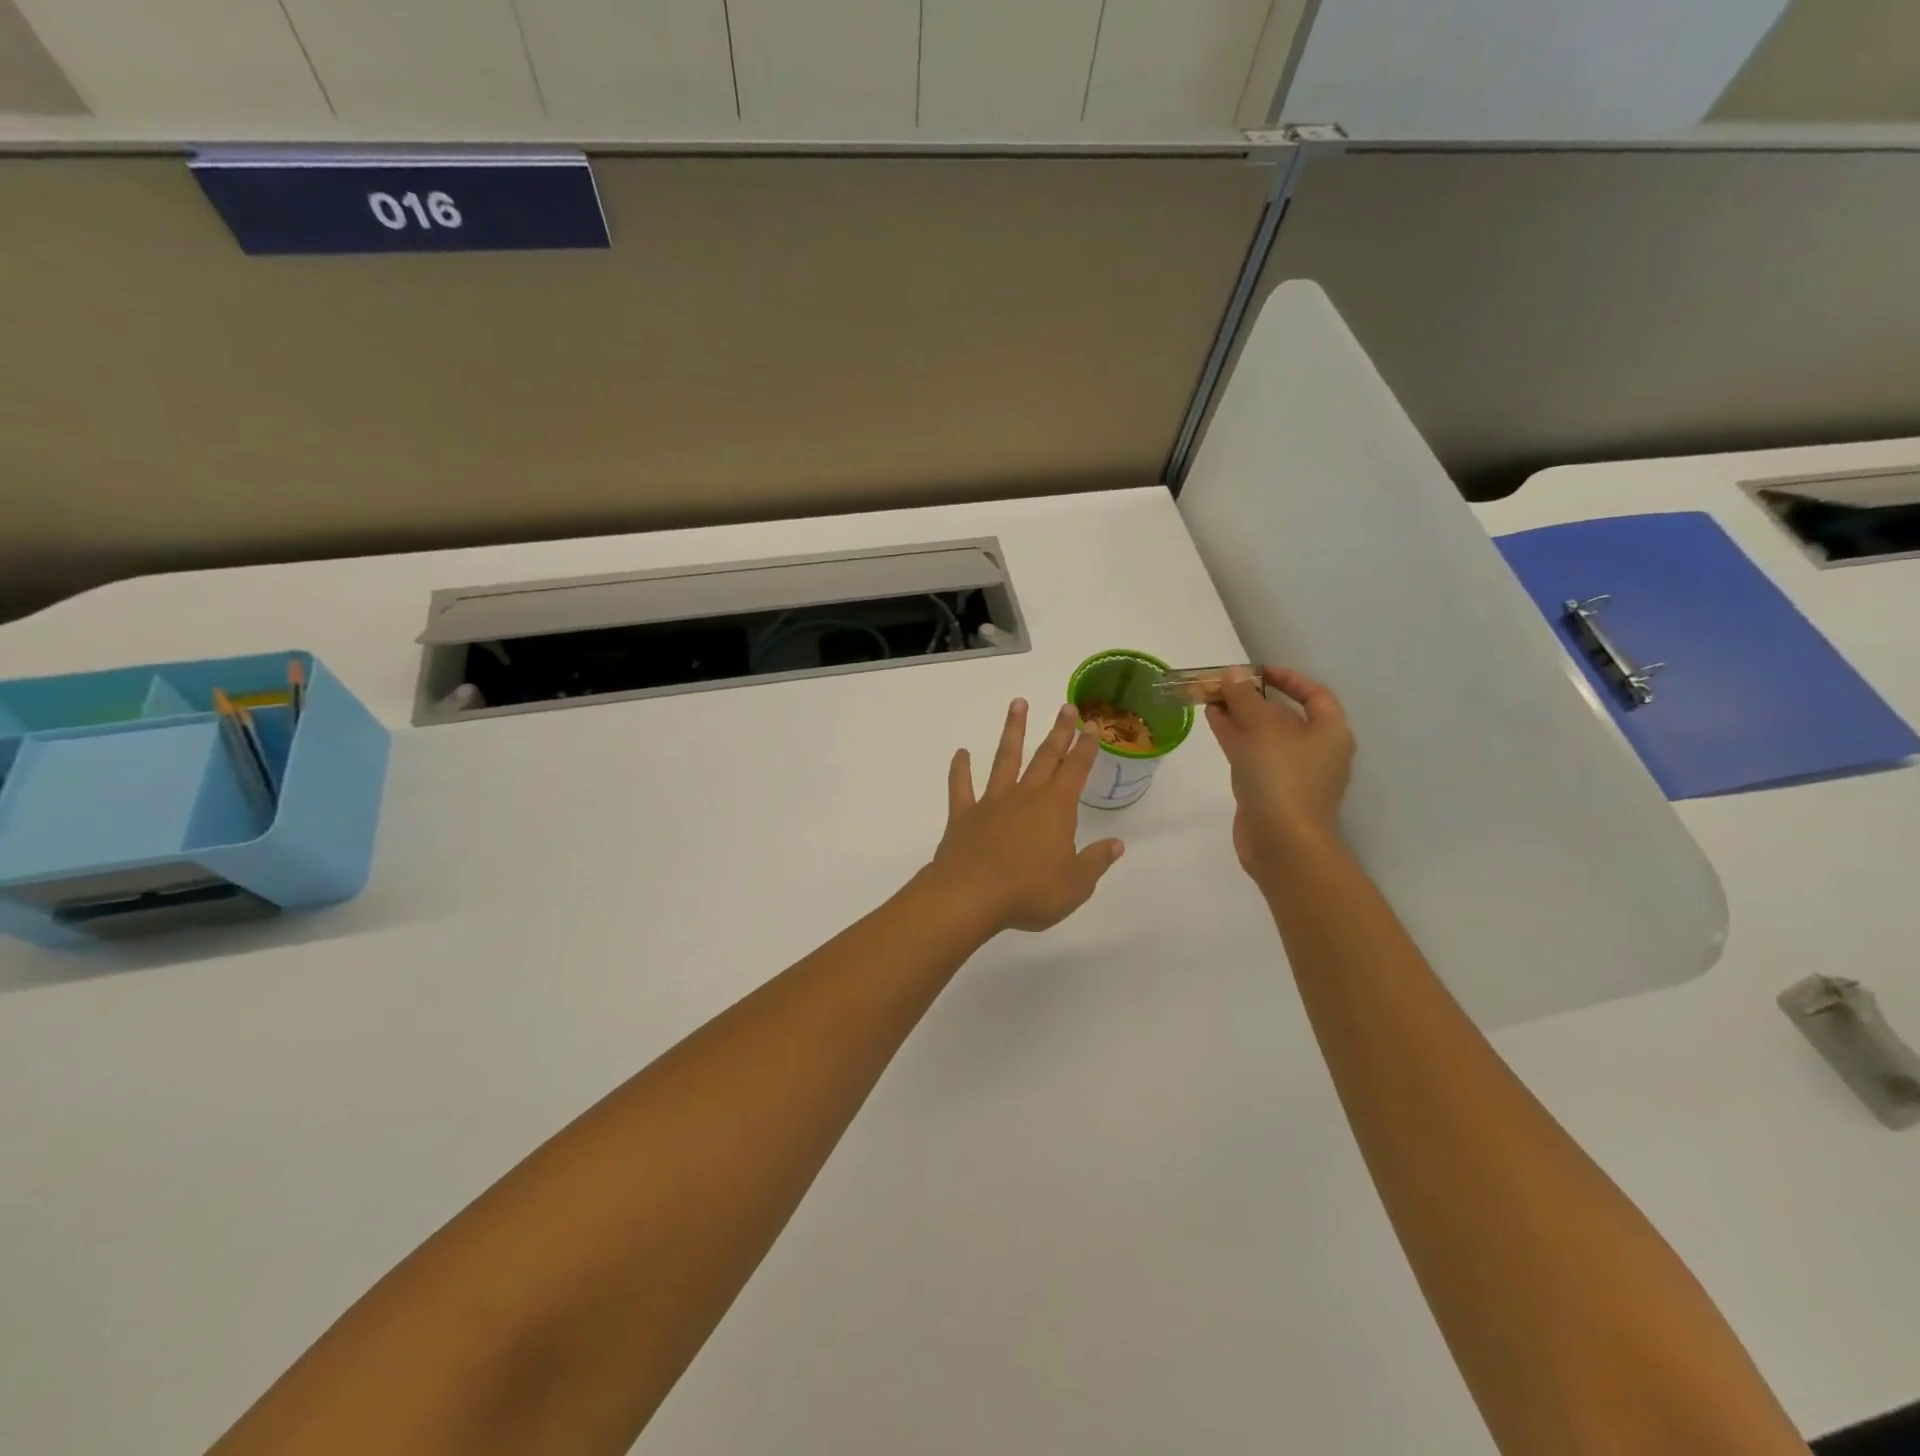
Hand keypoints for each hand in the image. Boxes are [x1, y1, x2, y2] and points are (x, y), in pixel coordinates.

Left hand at [926, 699, 1125, 934]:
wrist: (971, 896)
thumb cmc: (1030, 891)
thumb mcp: (1075, 884)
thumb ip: (1095, 861)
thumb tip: (1116, 844)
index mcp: (1056, 808)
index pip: (1076, 770)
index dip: (1086, 747)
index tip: (1091, 724)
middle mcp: (1025, 796)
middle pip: (1045, 756)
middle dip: (1058, 731)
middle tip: (1066, 706)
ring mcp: (992, 802)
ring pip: (1005, 758)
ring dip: (1013, 731)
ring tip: (1018, 704)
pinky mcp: (964, 816)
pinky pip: (961, 787)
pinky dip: (960, 769)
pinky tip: (960, 753)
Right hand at [1206, 667, 1354, 889]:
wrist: (1282, 844)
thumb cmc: (1282, 779)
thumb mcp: (1262, 730)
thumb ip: (1245, 698)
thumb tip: (1233, 674)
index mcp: (1330, 733)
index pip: (1315, 695)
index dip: (1289, 679)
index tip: (1259, 671)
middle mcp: (1315, 751)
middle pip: (1285, 715)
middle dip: (1254, 698)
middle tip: (1224, 684)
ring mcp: (1291, 773)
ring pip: (1264, 736)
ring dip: (1239, 716)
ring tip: (1210, 699)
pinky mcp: (1269, 790)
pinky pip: (1252, 755)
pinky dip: (1234, 737)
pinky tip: (1213, 722)